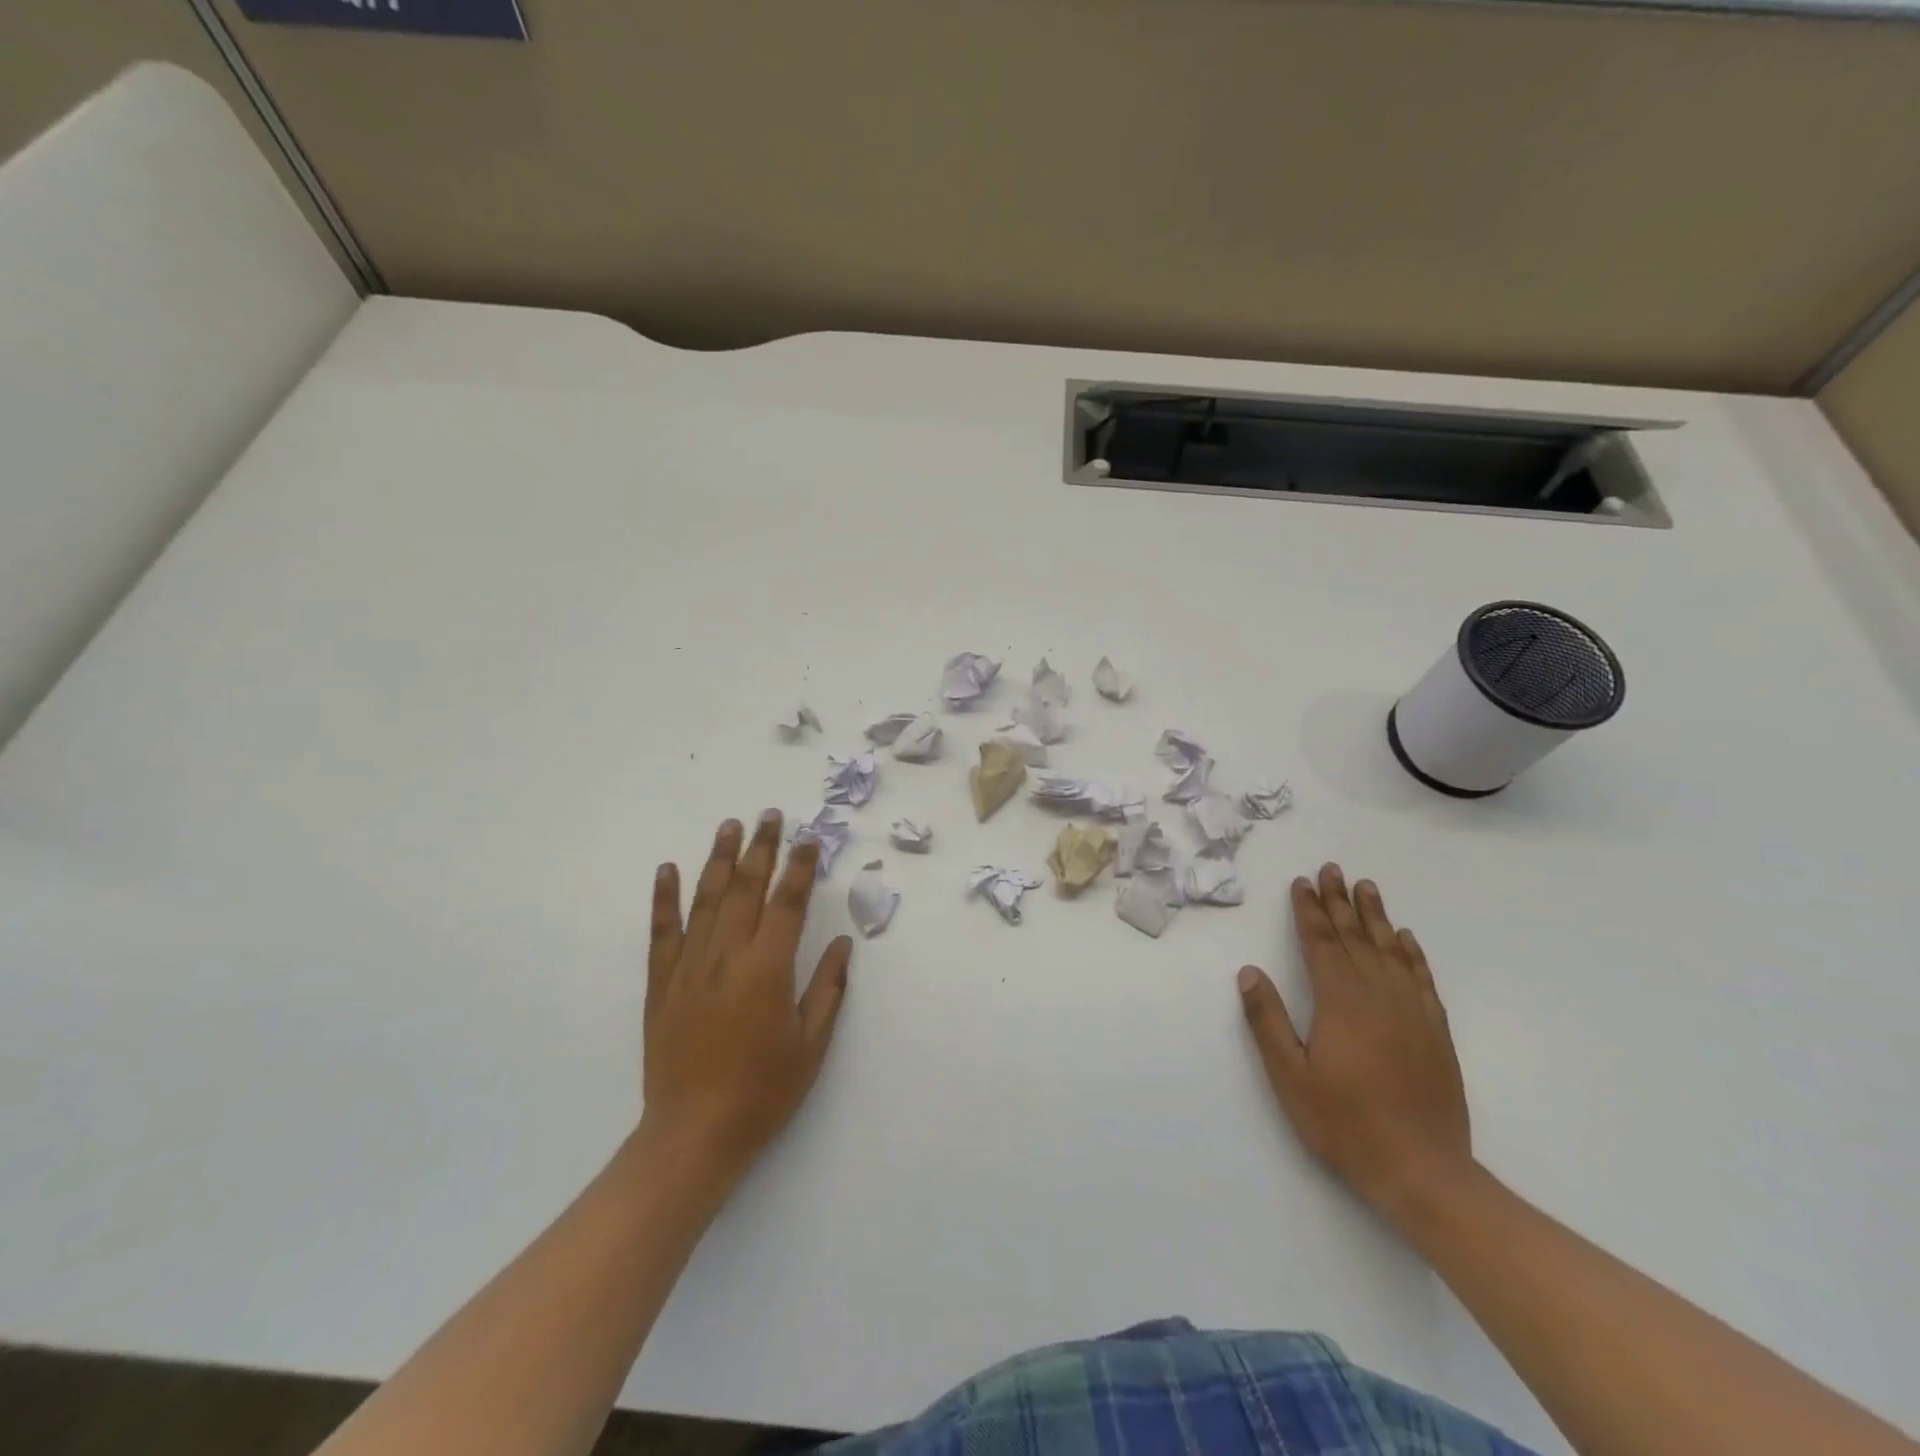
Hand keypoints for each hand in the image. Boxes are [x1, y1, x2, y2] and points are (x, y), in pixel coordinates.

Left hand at [643, 812, 851, 1183]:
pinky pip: (662, 932)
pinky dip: (665, 898)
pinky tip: (668, 869)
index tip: (810, 838)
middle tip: (770, 816)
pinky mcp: (661, 984)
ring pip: (706, 901)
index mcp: (768, 970)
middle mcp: (727, 958)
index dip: (801, 868)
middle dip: (761, 848)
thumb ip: (827, 988)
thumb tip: (841, 942)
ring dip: (719, 859)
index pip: (788, 904)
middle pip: (746, 889)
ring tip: (729, 826)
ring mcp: (689, 968)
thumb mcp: (810, 1044)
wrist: (694, 1135)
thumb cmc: (763, 1092)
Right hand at [1238, 863, 1471, 1222]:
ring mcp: (1412, 1012)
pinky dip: (1412, 953)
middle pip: (1355, 937)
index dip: (1309, 911)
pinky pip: (1421, 978)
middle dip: (1339, 902)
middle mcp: (1378, 996)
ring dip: (1375, 916)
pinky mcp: (1435, 1031)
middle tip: (1332, 869)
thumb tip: (1250, 972)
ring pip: (1390, 950)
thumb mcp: (1290, 1076)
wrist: (1424, 1171)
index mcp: (1340, 1002)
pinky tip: (1405, 939)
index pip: (1321, 943)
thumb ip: (1267, 1020)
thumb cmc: (1346, 1124)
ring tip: (1366, 887)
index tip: (1302, 883)